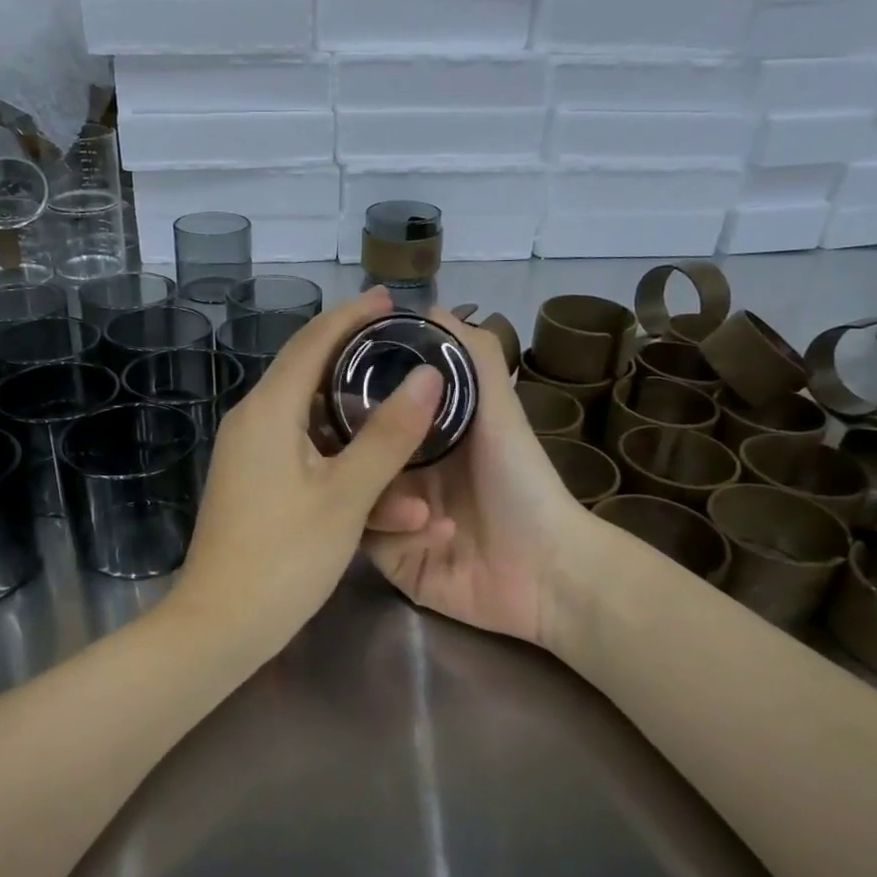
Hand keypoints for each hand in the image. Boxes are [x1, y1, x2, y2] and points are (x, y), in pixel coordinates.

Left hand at [168, 288, 442, 649]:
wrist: (220, 626)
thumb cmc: (284, 556)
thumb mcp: (347, 494)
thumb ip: (389, 434)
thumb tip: (429, 376)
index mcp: (268, 410)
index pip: (313, 340)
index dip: (353, 315)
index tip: (391, 298)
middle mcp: (254, 421)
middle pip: (312, 374)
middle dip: (360, 362)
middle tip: (407, 350)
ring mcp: (252, 455)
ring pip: (315, 424)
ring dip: (363, 430)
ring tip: (412, 422)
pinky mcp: (256, 485)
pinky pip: (307, 457)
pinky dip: (344, 463)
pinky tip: (387, 488)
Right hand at [363, 311, 598, 645]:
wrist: (547, 571)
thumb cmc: (521, 482)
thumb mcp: (499, 412)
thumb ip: (474, 357)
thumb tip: (430, 305)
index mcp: (417, 438)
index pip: (364, 413)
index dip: (345, 401)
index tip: (328, 392)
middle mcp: (398, 473)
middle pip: (349, 457)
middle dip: (352, 456)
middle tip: (350, 453)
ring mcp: (392, 518)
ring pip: (351, 500)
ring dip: (385, 503)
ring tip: (420, 511)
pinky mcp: (393, 559)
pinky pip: (369, 542)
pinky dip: (399, 537)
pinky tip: (437, 537)